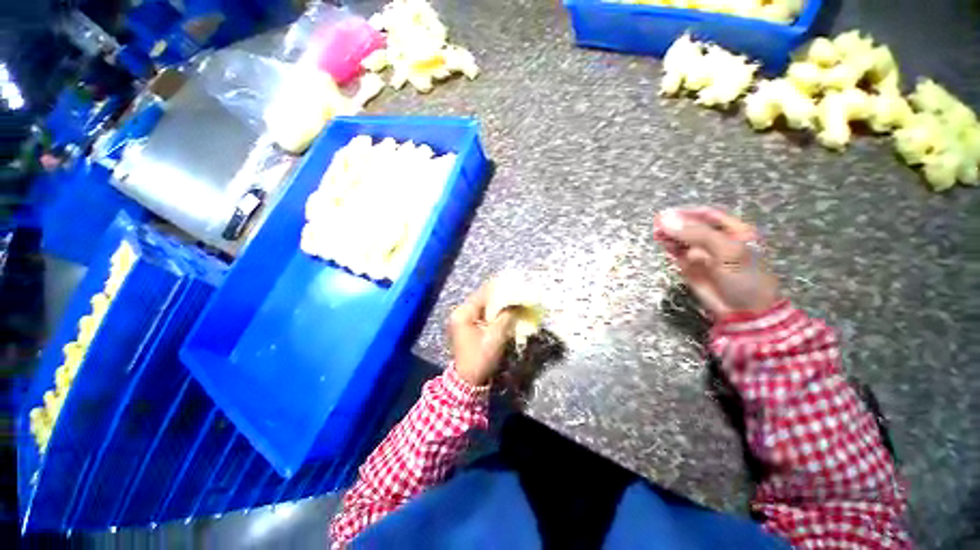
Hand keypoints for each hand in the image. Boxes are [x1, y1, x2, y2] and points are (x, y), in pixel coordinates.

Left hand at [449, 281, 516, 386]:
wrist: (469, 381)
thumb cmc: (480, 358)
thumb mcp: (495, 336)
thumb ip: (506, 317)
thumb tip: (518, 303)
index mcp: (463, 313)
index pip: (482, 294)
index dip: (499, 288)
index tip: (515, 283)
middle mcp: (460, 313)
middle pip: (482, 298)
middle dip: (500, 295)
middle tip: (516, 292)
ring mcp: (463, 319)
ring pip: (484, 305)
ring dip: (498, 304)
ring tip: (514, 299)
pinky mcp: (468, 326)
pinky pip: (483, 314)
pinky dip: (494, 312)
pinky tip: (506, 311)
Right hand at [653, 207, 779, 317]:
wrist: (744, 312)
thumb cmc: (744, 278)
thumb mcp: (727, 251)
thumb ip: (697, 234)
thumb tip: (666, 220)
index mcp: (734, 231)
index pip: (707, 216)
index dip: (688, 213)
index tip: (668, 214)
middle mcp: (716, 241)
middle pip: (691, 227)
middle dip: (675, 225)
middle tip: (657, 225)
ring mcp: (702, 255)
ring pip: (681, 240)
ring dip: (669, 236)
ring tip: (657, 234)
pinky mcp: (690, 268)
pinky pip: (677, 254)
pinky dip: (669, 249)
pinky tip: (663, 245)